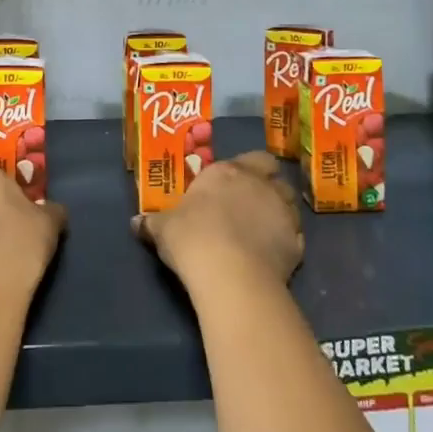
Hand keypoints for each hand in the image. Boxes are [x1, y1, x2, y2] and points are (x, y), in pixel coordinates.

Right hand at [133, 151, 302, 289]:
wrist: (230, 273)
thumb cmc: (192, 238)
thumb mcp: (163, 229)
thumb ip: (152, 223)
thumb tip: (135, 222)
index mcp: (227, 172)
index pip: (250, 158)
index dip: (246, 169)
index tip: (233, 184)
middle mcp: (259, 184)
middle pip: (274, 174)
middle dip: (268, 183)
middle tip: (252, 201)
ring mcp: (282, 212)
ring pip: (290, 202)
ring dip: (280, 210)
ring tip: (264, 228)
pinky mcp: (297, 243)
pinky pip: (295, 236)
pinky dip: (287, 241)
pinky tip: (273, 254)